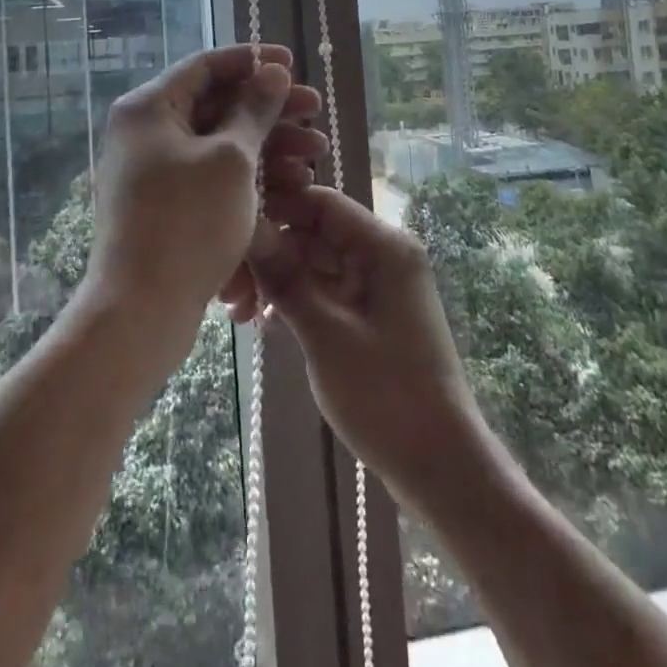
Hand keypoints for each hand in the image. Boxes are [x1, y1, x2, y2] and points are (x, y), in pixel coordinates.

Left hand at [84, 44, 325, 350]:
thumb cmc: (187, 223)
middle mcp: (147, 132)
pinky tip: (292, 184)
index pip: (206, 66)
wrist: (141, 310)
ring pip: (221, 142)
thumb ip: (254, 109)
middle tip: (315, 110)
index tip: (292, 62)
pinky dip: (250, 174)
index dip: (253, 60)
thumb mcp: (231, 159)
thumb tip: (272, 70)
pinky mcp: (168, 203)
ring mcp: (156, 169)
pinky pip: (213, 174)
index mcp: (149, 108)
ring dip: (269, 144)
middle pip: (217, 104)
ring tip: (317, 154)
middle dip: (270, 108)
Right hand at [232, 185, 491, 515]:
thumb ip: (286, 278)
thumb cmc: (386, 394)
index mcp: (384, 247)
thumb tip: (249, 228)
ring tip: (238, 313)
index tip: (231, 229)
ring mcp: (377, 285)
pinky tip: (264, 323)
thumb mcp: (326, 334)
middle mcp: (383, 255)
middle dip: (271, 253)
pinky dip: (296, 299)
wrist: (439, 464)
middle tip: (227, 289)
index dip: (277, 208)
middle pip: (315, 232)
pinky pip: (326, 289)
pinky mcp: (370, 312)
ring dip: (278, 279)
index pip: (322, 202)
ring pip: (316, 262)